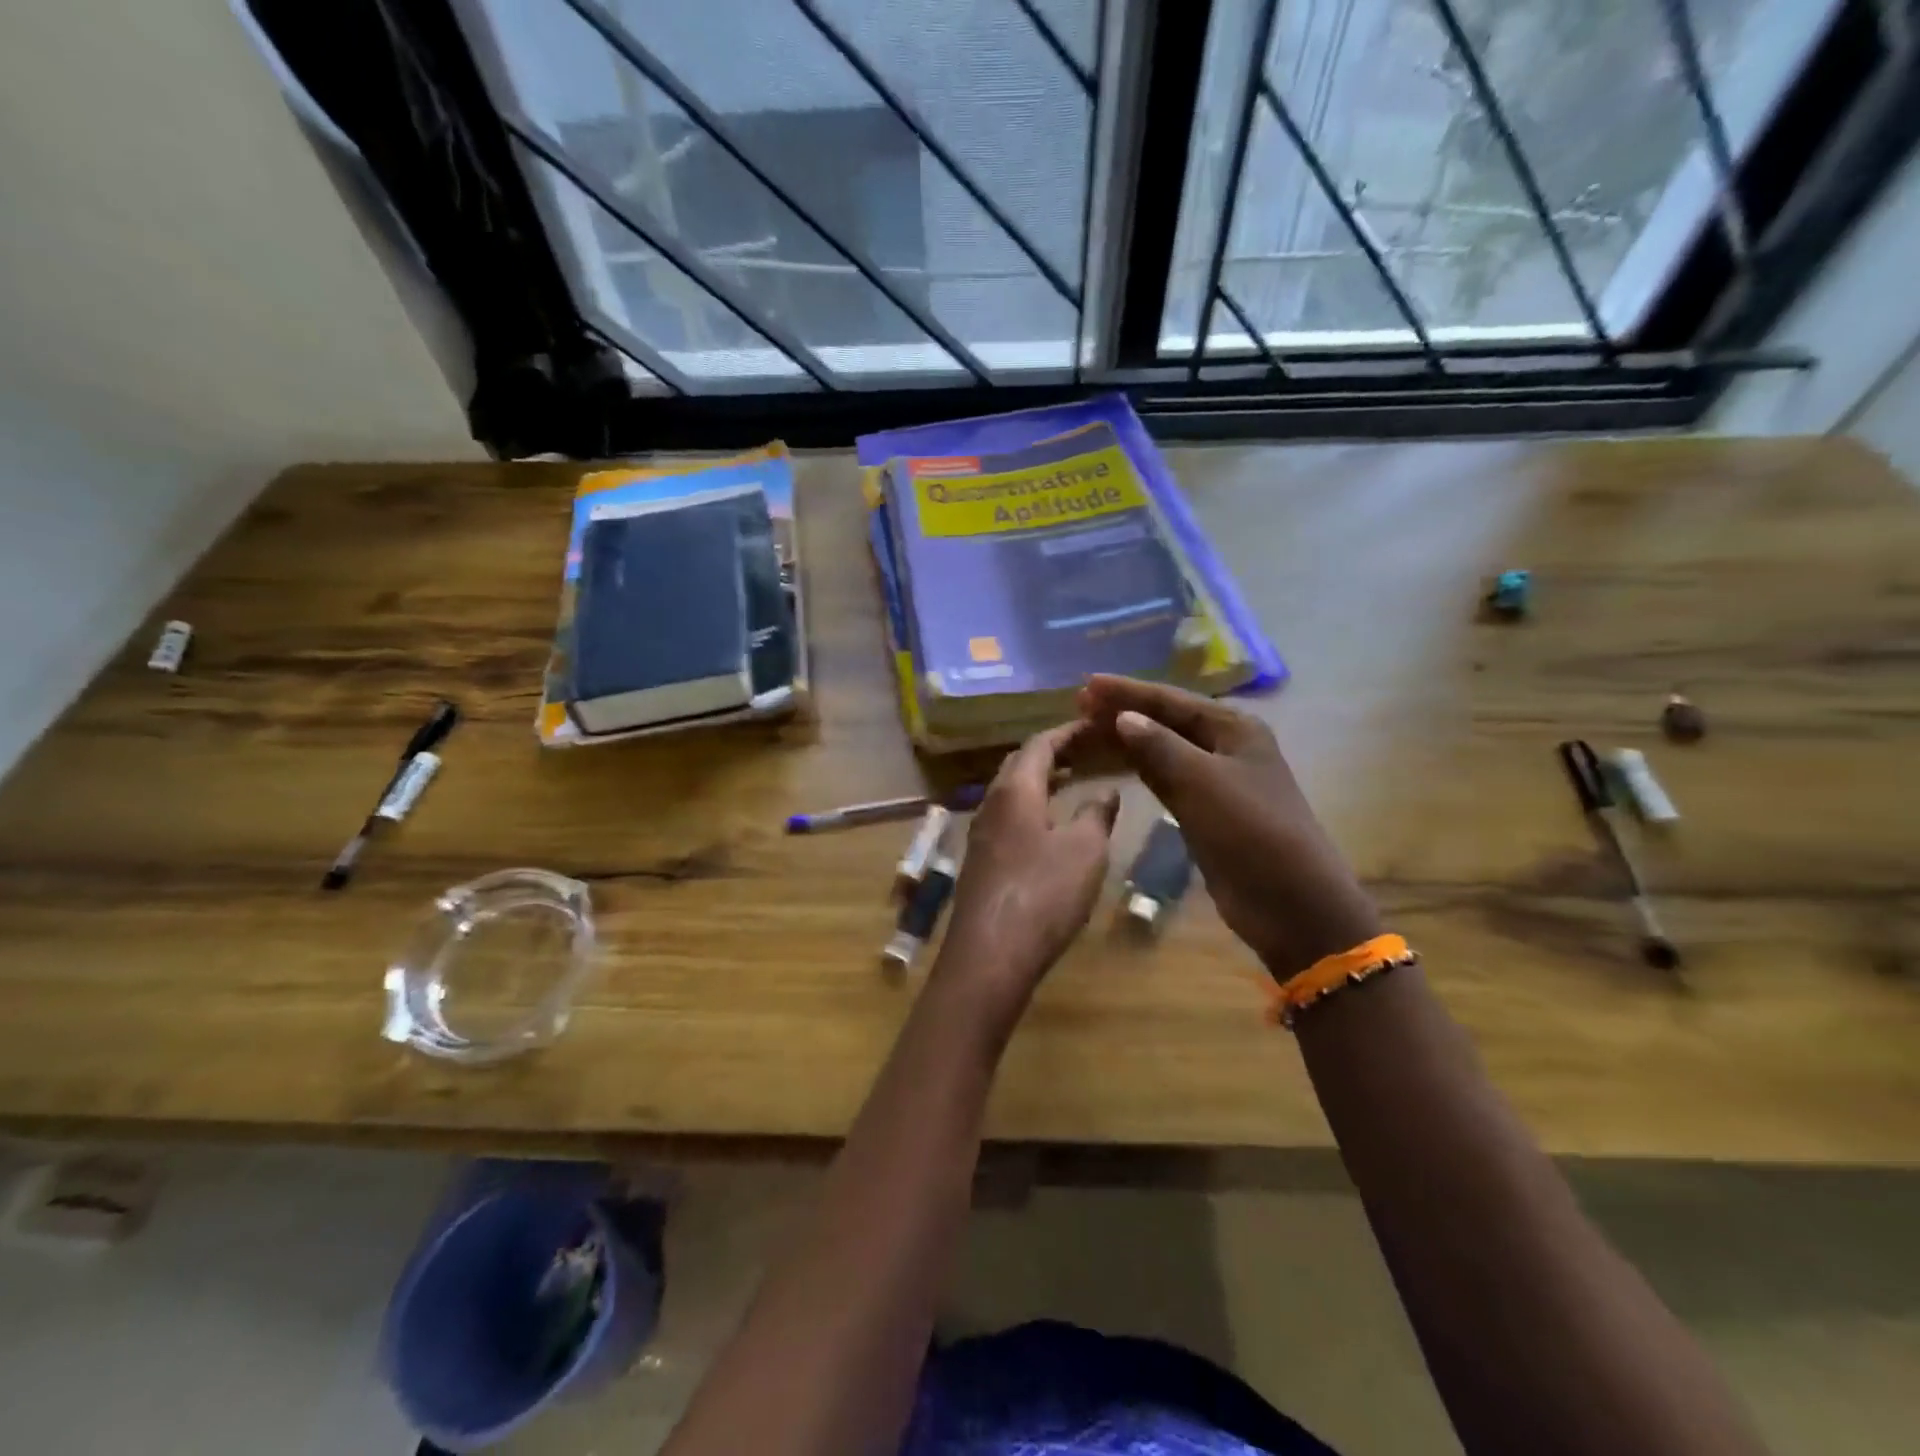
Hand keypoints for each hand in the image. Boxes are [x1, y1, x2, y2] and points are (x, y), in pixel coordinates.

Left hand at [934, 722, 1119, 1034]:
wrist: (991, 953)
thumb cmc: (1044, 893)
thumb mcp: (1085, 850)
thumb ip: (1096, 814)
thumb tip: (1105, 791)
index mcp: (1016, 789)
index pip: (1040, 743)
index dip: (1068, 731)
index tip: (1094, 724)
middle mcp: (992, 803)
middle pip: (1019, 763)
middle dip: (1051, 751)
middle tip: (1083, 748)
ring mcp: (981, 833)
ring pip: (1011, 791)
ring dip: (1039, 779)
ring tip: (1071, 779)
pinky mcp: (981, 860)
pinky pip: (1007, 816)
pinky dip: (1031, 806)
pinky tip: (1049, 825)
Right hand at [1079, 675, 1379, 980]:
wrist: (1289, 901)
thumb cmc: (1249, 830)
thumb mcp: (1202, 781)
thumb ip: (1159, 745)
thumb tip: (1124, 717)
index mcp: (1233, 728)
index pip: (1170, 700)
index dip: (1127, 691)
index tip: (1086, 685)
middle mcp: (1224, 747)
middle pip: (1164, 722)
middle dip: (1123, 713)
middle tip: (1079, 708)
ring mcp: (1214, 781)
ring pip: (1161, 751)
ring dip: (1126, 741)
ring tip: (1086, 733)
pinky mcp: (1203, 811)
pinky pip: (1163, 780)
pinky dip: (1137, 770)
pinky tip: (1112, 765)